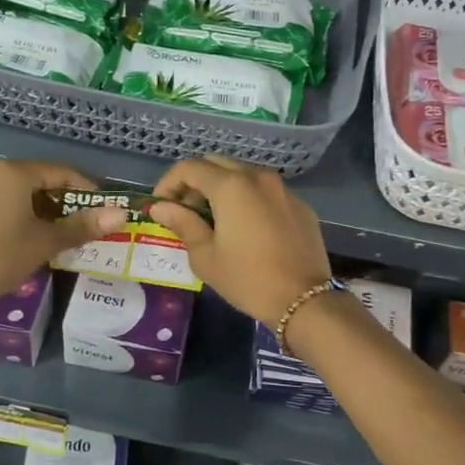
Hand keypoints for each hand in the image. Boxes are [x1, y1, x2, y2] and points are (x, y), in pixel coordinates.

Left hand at [0, 160, 126, 307]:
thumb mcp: (46, 242)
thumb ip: (83, 226)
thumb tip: (121, 214)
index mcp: (14, 172)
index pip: (62, 172)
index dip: (86, 191)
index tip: (102, 211)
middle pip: (40, 180)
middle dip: (64, 202)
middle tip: (83, 226)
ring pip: (19, 192)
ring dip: (42, 209)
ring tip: (59, 234)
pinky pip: (1, 201)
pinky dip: (20, 213)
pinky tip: (28, 236)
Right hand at [151, 156, 331, 325]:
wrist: (304, 300)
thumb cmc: (247, 279)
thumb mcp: (206, 256)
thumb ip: (182, 223)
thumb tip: (160, 207)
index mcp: (231, 186)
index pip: (190, 168)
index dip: (169, 182)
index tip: (161, 205)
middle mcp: (258, 177)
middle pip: (217, 164)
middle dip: (195, 182)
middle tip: (185, 210)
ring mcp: (283, 189)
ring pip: (244, 174)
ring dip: (223, 188)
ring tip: (214, 218)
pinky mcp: (300, 205)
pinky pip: (266, 191)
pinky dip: (248, 199)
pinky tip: (246, 228)